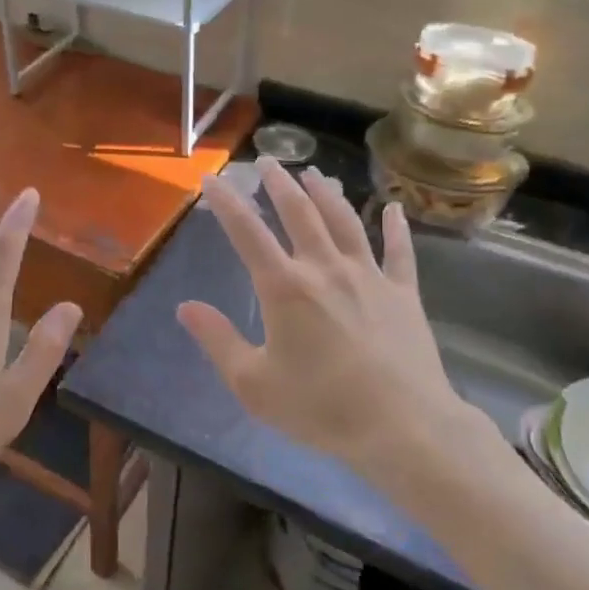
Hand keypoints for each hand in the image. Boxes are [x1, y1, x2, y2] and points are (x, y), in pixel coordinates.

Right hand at [178, 158, 473, 474]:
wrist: (403, 428)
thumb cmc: (321, 408)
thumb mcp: (253, 384)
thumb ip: (218, 340)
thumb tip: (185, 306)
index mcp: (284, 287)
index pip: (247, 232)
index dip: (226, 202)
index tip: (212, 178)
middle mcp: (324, 268)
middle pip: (299, 213)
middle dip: (279, 184)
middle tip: (268, 161)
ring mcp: (368, 276)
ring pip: (344, 221)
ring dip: (327, 194)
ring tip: (314, 174)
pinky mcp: (403, 293)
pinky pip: (399, 251)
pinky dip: (396, 227)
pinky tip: (395, 209)